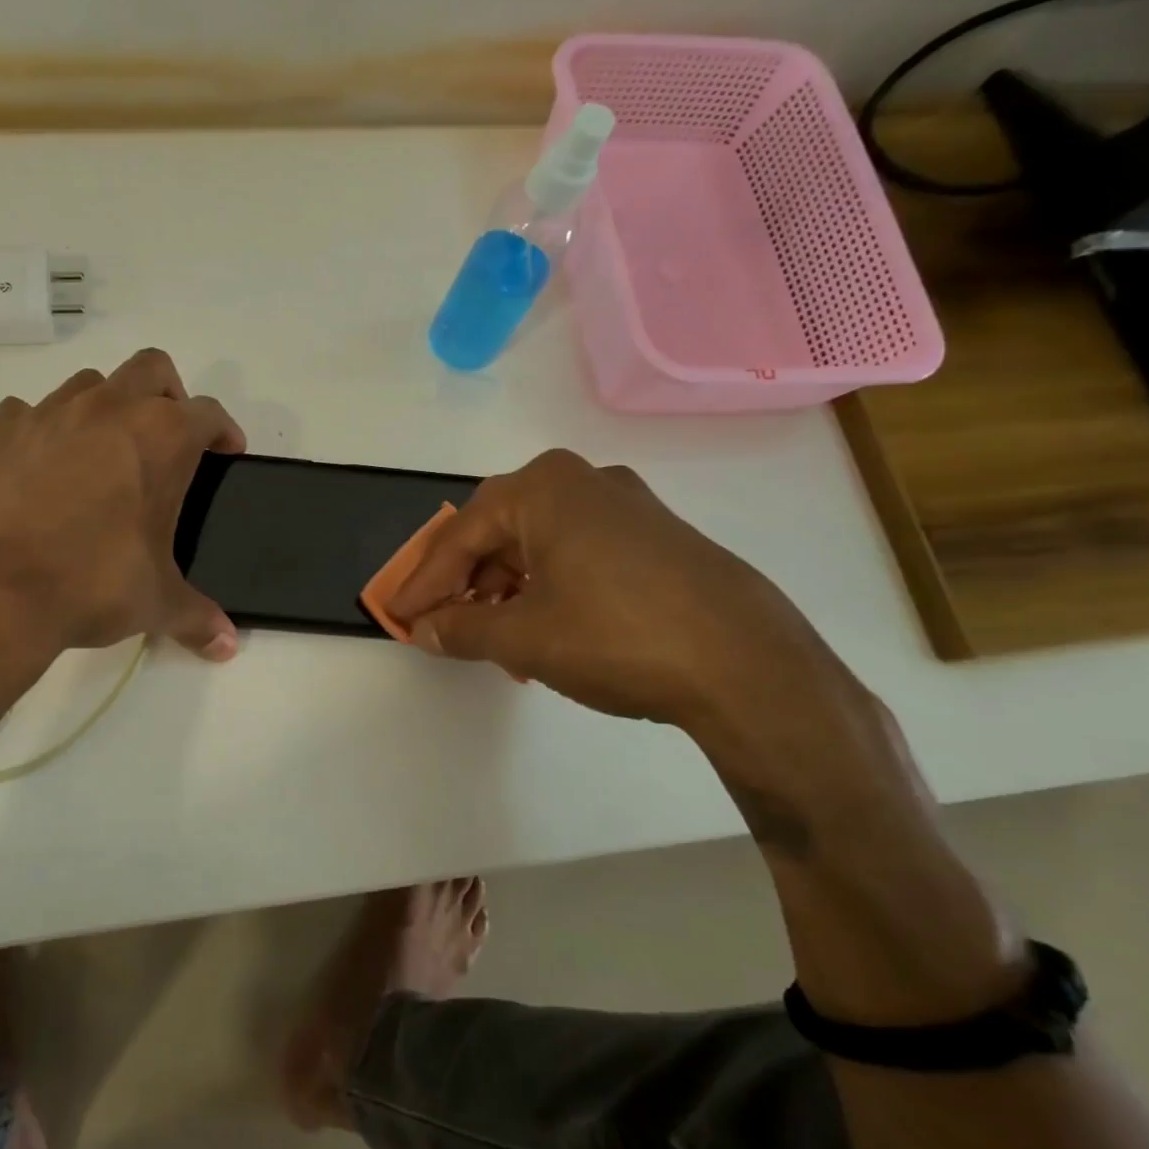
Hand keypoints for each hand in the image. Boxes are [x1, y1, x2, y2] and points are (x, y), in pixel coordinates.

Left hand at [0, 351, 244, 759]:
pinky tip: (41, 468)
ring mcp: (48, 412)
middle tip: (168, 442)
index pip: (209, 413)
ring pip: (90, 384)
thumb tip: (226, 644)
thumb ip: (197, 616)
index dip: (224, 431)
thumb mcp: (155, 602)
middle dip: (170, 396)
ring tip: (104, 456)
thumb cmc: (90, 583)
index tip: (226, 453)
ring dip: (107, 407)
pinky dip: (43, 430)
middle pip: (152, 369)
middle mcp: (108, 409)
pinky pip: (28, 412)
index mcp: (161, 437)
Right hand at [386, 449, 843, 735]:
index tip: (399, 616)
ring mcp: (627, 507)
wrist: (749, 666)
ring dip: (505, 587)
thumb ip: (462, 629)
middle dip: (464, 580)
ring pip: (539, 542)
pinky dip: (547, 586)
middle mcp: (583, 481)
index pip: (460, 536)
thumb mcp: (523, 636)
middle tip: (439, 619)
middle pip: (498, 531)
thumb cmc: (616, 636)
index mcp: (543, 488)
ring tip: (490, 635)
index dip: (424, 582)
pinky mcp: (657, 538)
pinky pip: (578, 553)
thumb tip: (426, 629)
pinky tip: (543, 627)